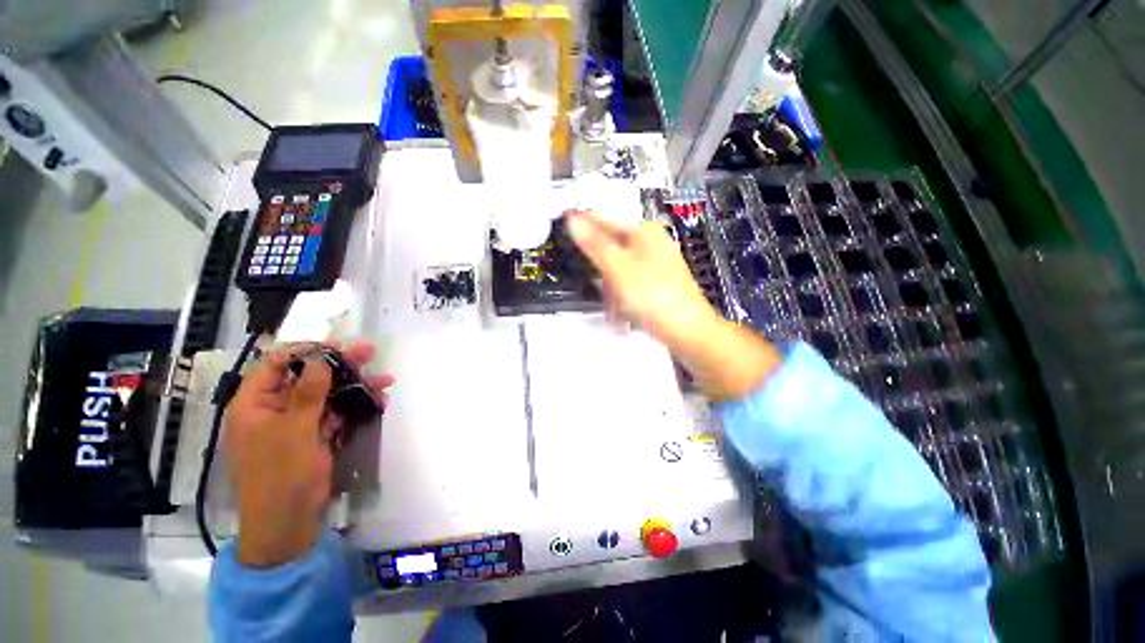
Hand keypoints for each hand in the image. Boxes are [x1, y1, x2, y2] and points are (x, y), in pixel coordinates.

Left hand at [224, 341, 391, 567]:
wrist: (287, 521)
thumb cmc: (280, 474)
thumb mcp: (294, 430)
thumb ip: (308, 392)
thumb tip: (321, 358)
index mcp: (255, 404)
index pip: (276, 364)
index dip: (306, 352)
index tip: (337, 347)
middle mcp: (274, 409)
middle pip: (307, 377)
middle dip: (340, 365)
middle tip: (369, 352)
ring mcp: (296, 423)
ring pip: (327, 394)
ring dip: (355, 386)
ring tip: (386, 379)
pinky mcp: (314, 435)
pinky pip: (336, 413)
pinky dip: (355, 406)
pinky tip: (379, 400)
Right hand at [566, 210, 780, 399]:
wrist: (686, 331)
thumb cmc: (651, 295)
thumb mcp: (617, 267)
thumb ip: (594, 244)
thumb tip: (572, 218)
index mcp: (644, 231)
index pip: (605, 219)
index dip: (583, 222)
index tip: (561, 222)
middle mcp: (651, 243)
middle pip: (612, 245)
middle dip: (598, 263)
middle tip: (586, 276)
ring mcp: (655, 264)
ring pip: (618, 267)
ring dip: (608, 284)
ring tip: (608, 302)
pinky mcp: (656, 284)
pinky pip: (628, 282)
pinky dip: (620, 293)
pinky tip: (618, 309)